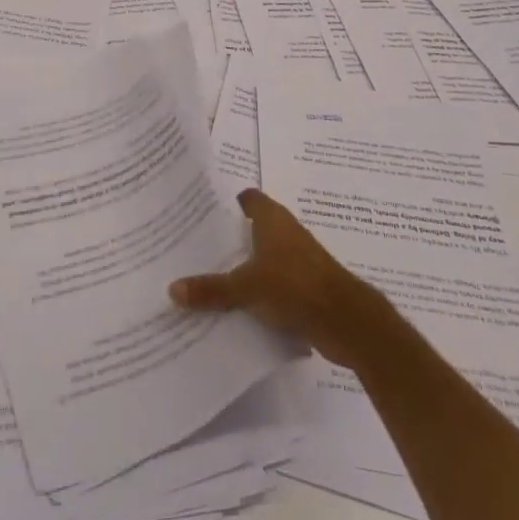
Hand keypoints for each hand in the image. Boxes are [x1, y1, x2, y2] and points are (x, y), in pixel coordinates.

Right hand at [170, 189, 392, 368]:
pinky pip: (274, 282)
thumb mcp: (246, 288)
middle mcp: (286, 232)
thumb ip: (211, 289)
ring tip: (208, 277)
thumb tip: (172, 289)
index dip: (225, 202)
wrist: (346, 321)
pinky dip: (258, 290)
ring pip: (263, 257)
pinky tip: (236, 306)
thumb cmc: (294, 286)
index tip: (199, 212)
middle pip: (252, 228)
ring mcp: (298, 260)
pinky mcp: (306, 286)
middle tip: (194, 248)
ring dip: (243, 266)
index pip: (246, 198)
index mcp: (272, 219)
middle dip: (228, 238)